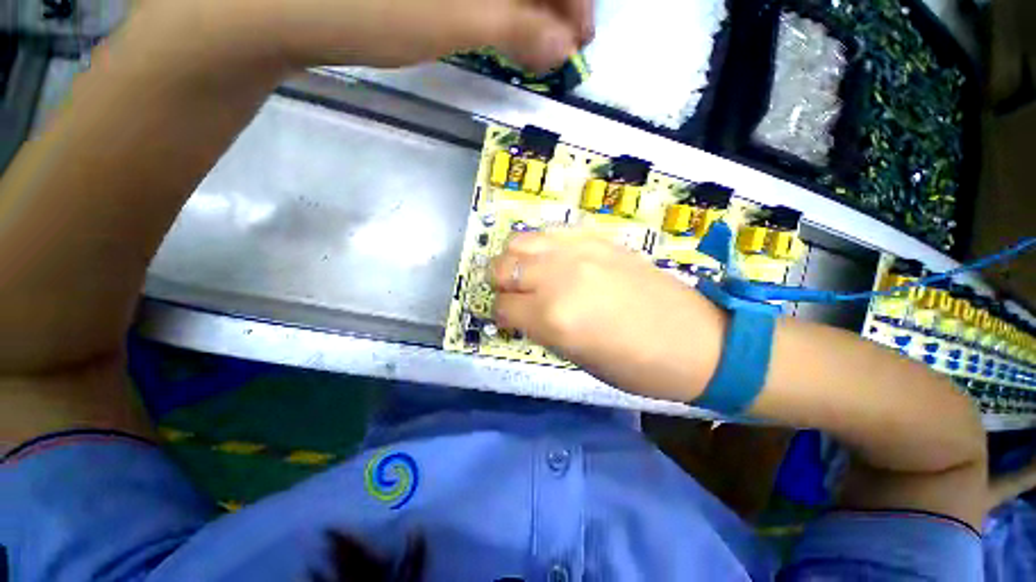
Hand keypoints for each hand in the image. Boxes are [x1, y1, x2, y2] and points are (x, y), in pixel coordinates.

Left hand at [146, 0, 593, 74]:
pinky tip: (501, 21)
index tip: (580, 39)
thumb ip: (515, 28)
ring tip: (536, 43)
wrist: (268, 2)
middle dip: (553, 2)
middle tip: (562, 47)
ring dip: (527, 4)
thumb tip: (564, 45)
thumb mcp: (447, 20)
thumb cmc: (357, 6)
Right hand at [490, 231, 726, 401]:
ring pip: (520, 241)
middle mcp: (558, 277)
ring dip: (514, 260)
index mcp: (553, 317)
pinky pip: (550, 234)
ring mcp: (577, 251)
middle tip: (514, 296)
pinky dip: (540, 248)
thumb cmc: (636, 366)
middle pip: (503, 267)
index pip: (503, 307)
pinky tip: (552, 261)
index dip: (501, 316)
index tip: (508, 321)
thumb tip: (521, 314)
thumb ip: (542, 329)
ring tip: (527, 274)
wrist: (695, 339)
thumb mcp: (577, 358)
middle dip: (500, 284)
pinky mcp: (596, 238)